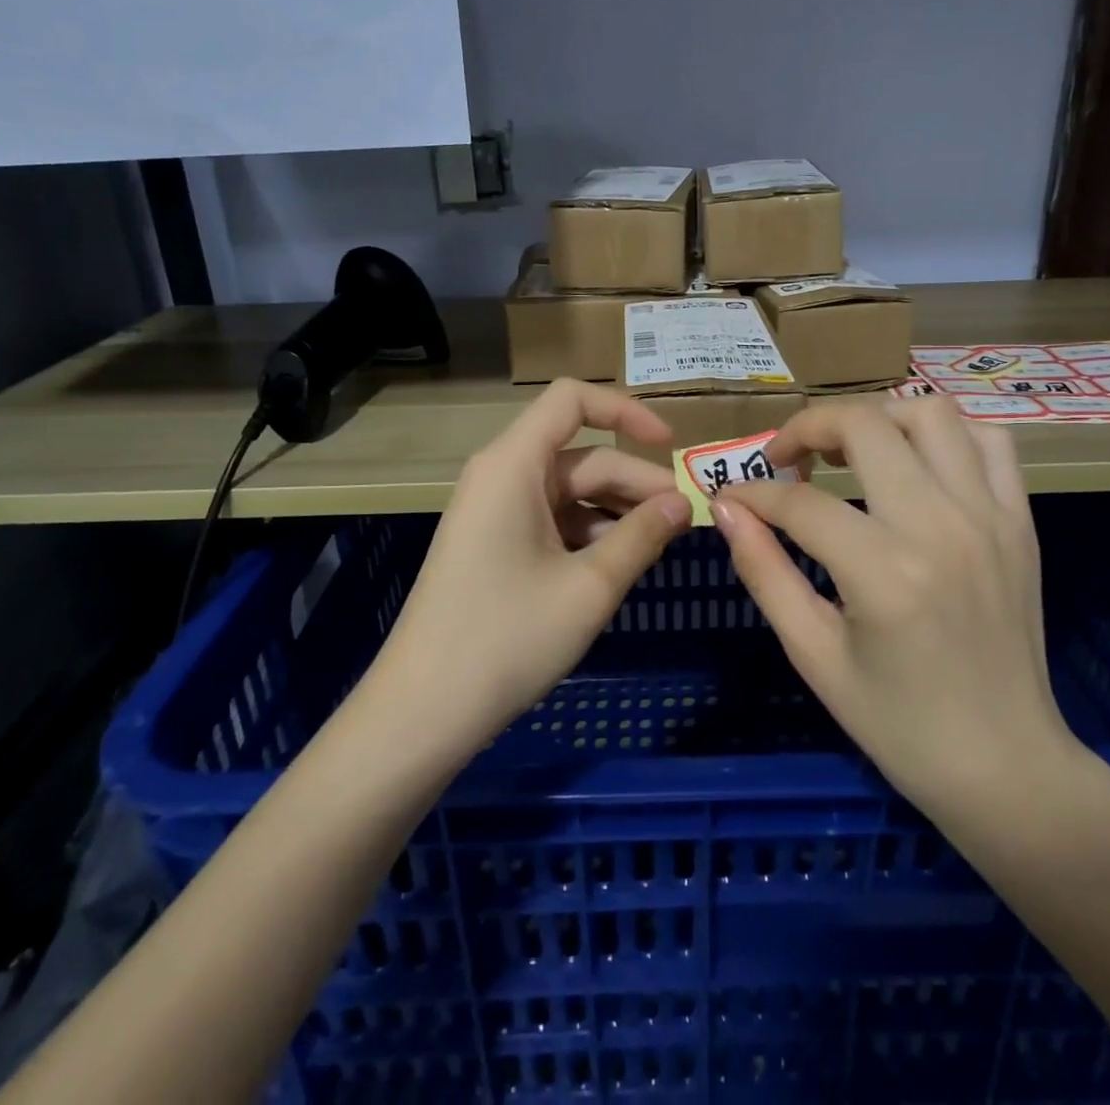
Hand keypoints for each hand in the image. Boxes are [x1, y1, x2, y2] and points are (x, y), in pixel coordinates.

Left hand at [370, 379, 692, 757]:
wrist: (423, 711)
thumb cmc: (507, 639)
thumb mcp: (589, 588)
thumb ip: (642, 536)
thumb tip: (683, 503)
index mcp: (514, 464)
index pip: (572, 399)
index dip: (625, 411)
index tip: (669, 444)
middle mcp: (501, 475)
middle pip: (581, 456)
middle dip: (635, 483)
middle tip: (686, 521)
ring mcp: (494, 511)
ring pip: (570, 492)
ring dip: (616, 512)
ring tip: (660, 547)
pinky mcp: (494, 544)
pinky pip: (552, 520)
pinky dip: (589, 534)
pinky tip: (619, 566)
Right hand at [710, 396, 1084, 826]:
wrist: (1005, 768)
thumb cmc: (898, 725)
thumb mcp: (813, 655)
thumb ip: (765, 572)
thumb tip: (726, 508)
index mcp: (884, 573)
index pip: (801, 501)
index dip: (754, 491)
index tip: (731, 497)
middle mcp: (941, 527)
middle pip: (864, 426)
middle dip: (808, 427)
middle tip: (786, 459)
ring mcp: (989, 517)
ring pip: (929, 412)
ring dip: (877, 417)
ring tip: (849, 449)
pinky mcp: (1020, 521)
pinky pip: (989, 440)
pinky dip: (945, 433)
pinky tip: (916, 462)